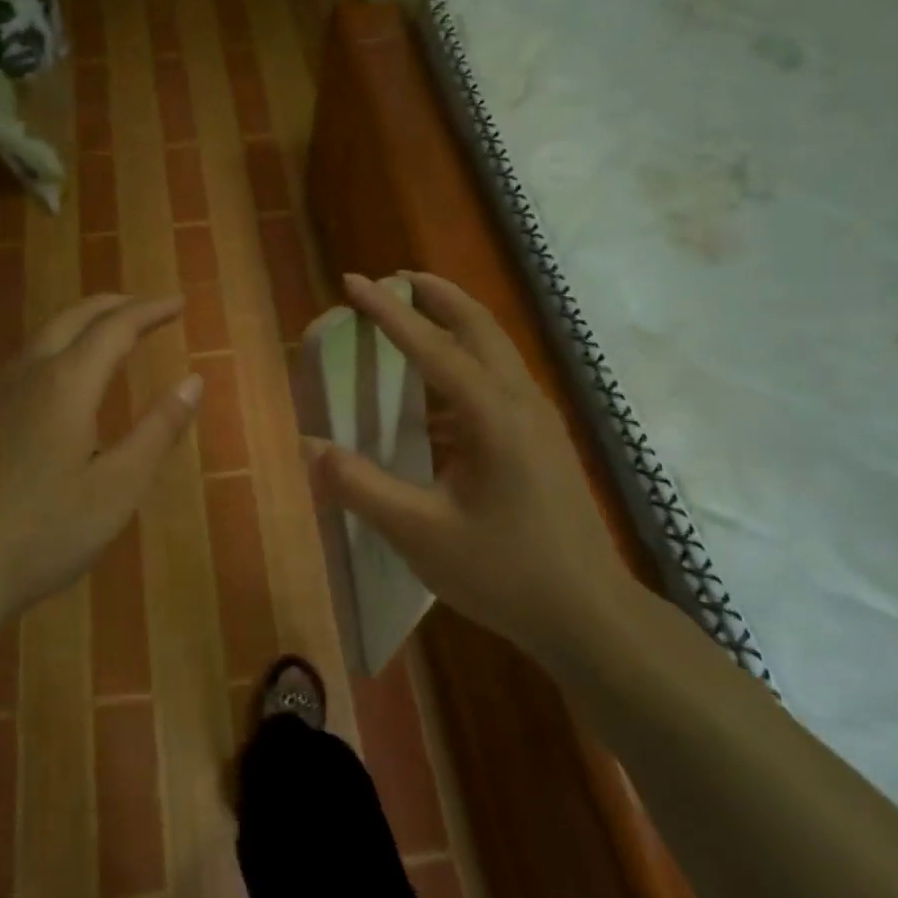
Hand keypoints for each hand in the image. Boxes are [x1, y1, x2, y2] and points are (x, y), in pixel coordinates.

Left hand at [0, 293, 200, 628]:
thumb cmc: (41, 534)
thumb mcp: (117, 489)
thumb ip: (157, 431)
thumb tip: (193, 381)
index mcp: (65, 385)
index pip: (116, 327)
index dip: (150, 311)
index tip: (179, 303)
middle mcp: (23, 376)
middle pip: (71, 318)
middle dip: (112, 305)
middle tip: (146, 308)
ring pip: (38, 340)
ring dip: (78, 328)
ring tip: (106, 341)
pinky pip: (16, 370)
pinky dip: (50, 356)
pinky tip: (53, 393)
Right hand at [306, 273, 631, 662]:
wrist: (590, 617)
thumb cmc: (505, 573)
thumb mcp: (420, 534)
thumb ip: (360, 487)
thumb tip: (307, 447)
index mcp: (493, 415)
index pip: (432, 345)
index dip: (388, 312)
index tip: (353, 280)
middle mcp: (520, 402)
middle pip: (478, 326)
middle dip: (435, 296)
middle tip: (393, 281)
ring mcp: (538, 421)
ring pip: (494, 350)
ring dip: (453, 325)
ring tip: (412, 321)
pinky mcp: (542, 442)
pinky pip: (497, 382)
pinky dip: (463, 366)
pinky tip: (434, 401)